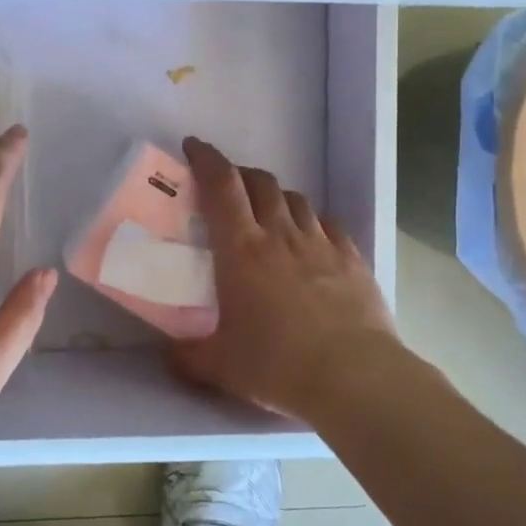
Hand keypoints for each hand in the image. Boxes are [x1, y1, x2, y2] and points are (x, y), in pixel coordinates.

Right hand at [170, 136, 400, 424]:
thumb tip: (171, 354)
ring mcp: (321, 244)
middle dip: (240, 174)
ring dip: (276, 196)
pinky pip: (328, 224)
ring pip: (295, 199)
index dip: (206, 159)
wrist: (355, 378)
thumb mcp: (219, 366)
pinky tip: (310, 239)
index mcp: (241, 249)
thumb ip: (188, 356)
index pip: (221, 186)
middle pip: (260, 183)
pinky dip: (311, 221)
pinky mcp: (352, 259)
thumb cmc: (277, 365)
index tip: (194, 147)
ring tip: (268, 213)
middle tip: (227, 188)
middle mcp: (280, 235)